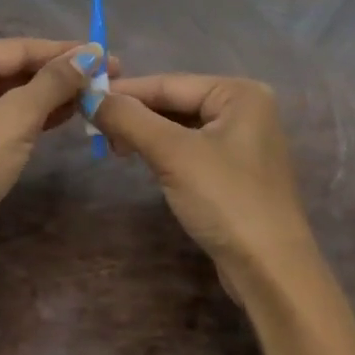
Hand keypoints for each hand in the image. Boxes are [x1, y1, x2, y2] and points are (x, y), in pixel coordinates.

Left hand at [0, 38, 108, 258]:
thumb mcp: (16, 118)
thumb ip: (53, 83)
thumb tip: (90, 55)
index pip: (21, 48)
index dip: (66, 52)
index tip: (107, 55)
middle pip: (18, 68)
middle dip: (62, 73)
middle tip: (109, 75)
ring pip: (17, 93)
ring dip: (54, 94)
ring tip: (98, 93)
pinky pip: (10, 114)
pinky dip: (39, 114)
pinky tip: (70, 112)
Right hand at [92, 74, 318, 293]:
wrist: (270, 271)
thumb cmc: (226, 200)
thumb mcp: (173, 154)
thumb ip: (129, 119)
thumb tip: (89, 96)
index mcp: (240, 94)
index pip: (170, 83)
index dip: (125, 91)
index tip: (83, 97)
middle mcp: (246, 109)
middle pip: (176, 102)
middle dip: (136, 114)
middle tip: (94, 128)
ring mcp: (243, 142)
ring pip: (181, 127)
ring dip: (146, 133)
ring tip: (113, 147)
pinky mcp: (235, 171)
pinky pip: (191, 149)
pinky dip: (163, 151)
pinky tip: (141, 158)